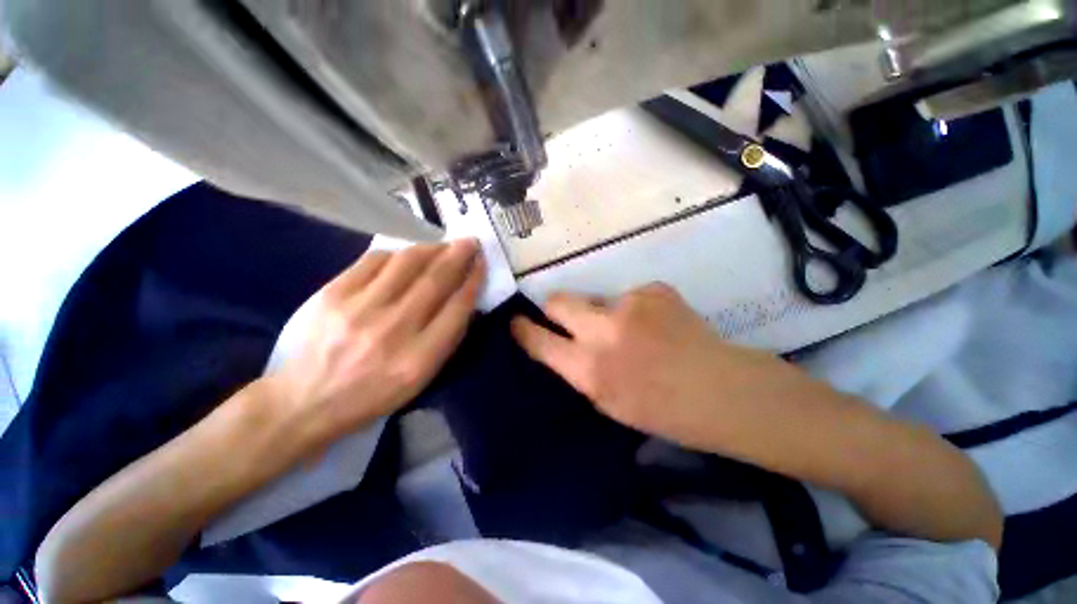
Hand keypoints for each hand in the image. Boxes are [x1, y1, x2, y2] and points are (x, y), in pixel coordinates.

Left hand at [265, 240, 483, 444]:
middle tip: (470, 242)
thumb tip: (463, 299)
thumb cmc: (374, 393)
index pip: (457, 308)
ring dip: (431, 249)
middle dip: (458, 256)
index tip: (481, 264)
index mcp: (419, 358)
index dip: (473, 280)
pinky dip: (397, 254)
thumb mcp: (421, 379)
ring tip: (442, 245)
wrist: (306, 399)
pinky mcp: (333, 294)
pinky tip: (406, 256)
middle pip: (435, 280)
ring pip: (406, 263)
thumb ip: (447, 339)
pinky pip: (374, 260)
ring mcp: (360, 309)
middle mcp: (393, 330)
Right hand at [510, 283, 804, 454]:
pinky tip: (660, 326)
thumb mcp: (608, 402)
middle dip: (553, 306)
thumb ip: (580, 369)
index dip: (523, 329)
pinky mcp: (653, 289)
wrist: (723, 391)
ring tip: (634, 332)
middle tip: (562, 313)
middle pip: (558, 300)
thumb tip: (563, 343)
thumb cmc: (663, 411)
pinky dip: (636, 309)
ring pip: (597, 300)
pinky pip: (630, 297)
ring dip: (605, 313)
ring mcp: (630, 305)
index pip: (539, 341)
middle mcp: (603, 331)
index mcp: (590, 369)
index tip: (516, 321)